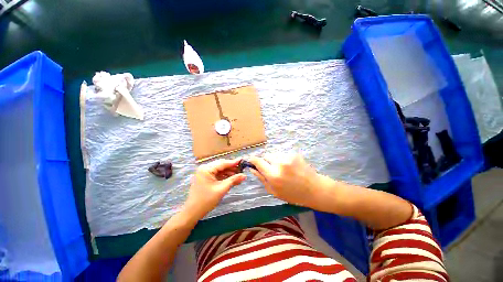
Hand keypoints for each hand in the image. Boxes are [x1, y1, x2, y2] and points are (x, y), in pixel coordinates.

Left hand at [183, 158, 245, 219]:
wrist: (193, 212)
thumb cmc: (206, 200)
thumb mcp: (221, 189)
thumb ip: (233, 180)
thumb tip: (244, 175)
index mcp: (206, 169)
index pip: (223, 163)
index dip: (234, 162)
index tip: (243, 160)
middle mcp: (205, 168)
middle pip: (221, 165)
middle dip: (232, 168)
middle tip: (242, 169)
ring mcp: (204, 173)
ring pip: (220, 170)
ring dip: (229, 172)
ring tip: (239, 175)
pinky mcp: (205, 177)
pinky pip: (217, 174)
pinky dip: (224, 176)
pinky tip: (232, 179)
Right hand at [249, 153, 323, 207]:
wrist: (315, 189)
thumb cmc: (293, 195)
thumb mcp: (274, 192)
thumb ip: (262, 179)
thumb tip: (252, 169)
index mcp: (273, 175)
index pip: (258, 161)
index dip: (253, 160)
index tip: (251, 161)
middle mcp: (279, 163)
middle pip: (266, 155)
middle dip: (266, 161)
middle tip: (271, 169)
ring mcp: (288, 157)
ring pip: (274, 154)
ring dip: (275, 160)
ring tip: (283, 169)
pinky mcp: (294, 154)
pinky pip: (283, 155)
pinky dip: (283, 160)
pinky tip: (290, 167)